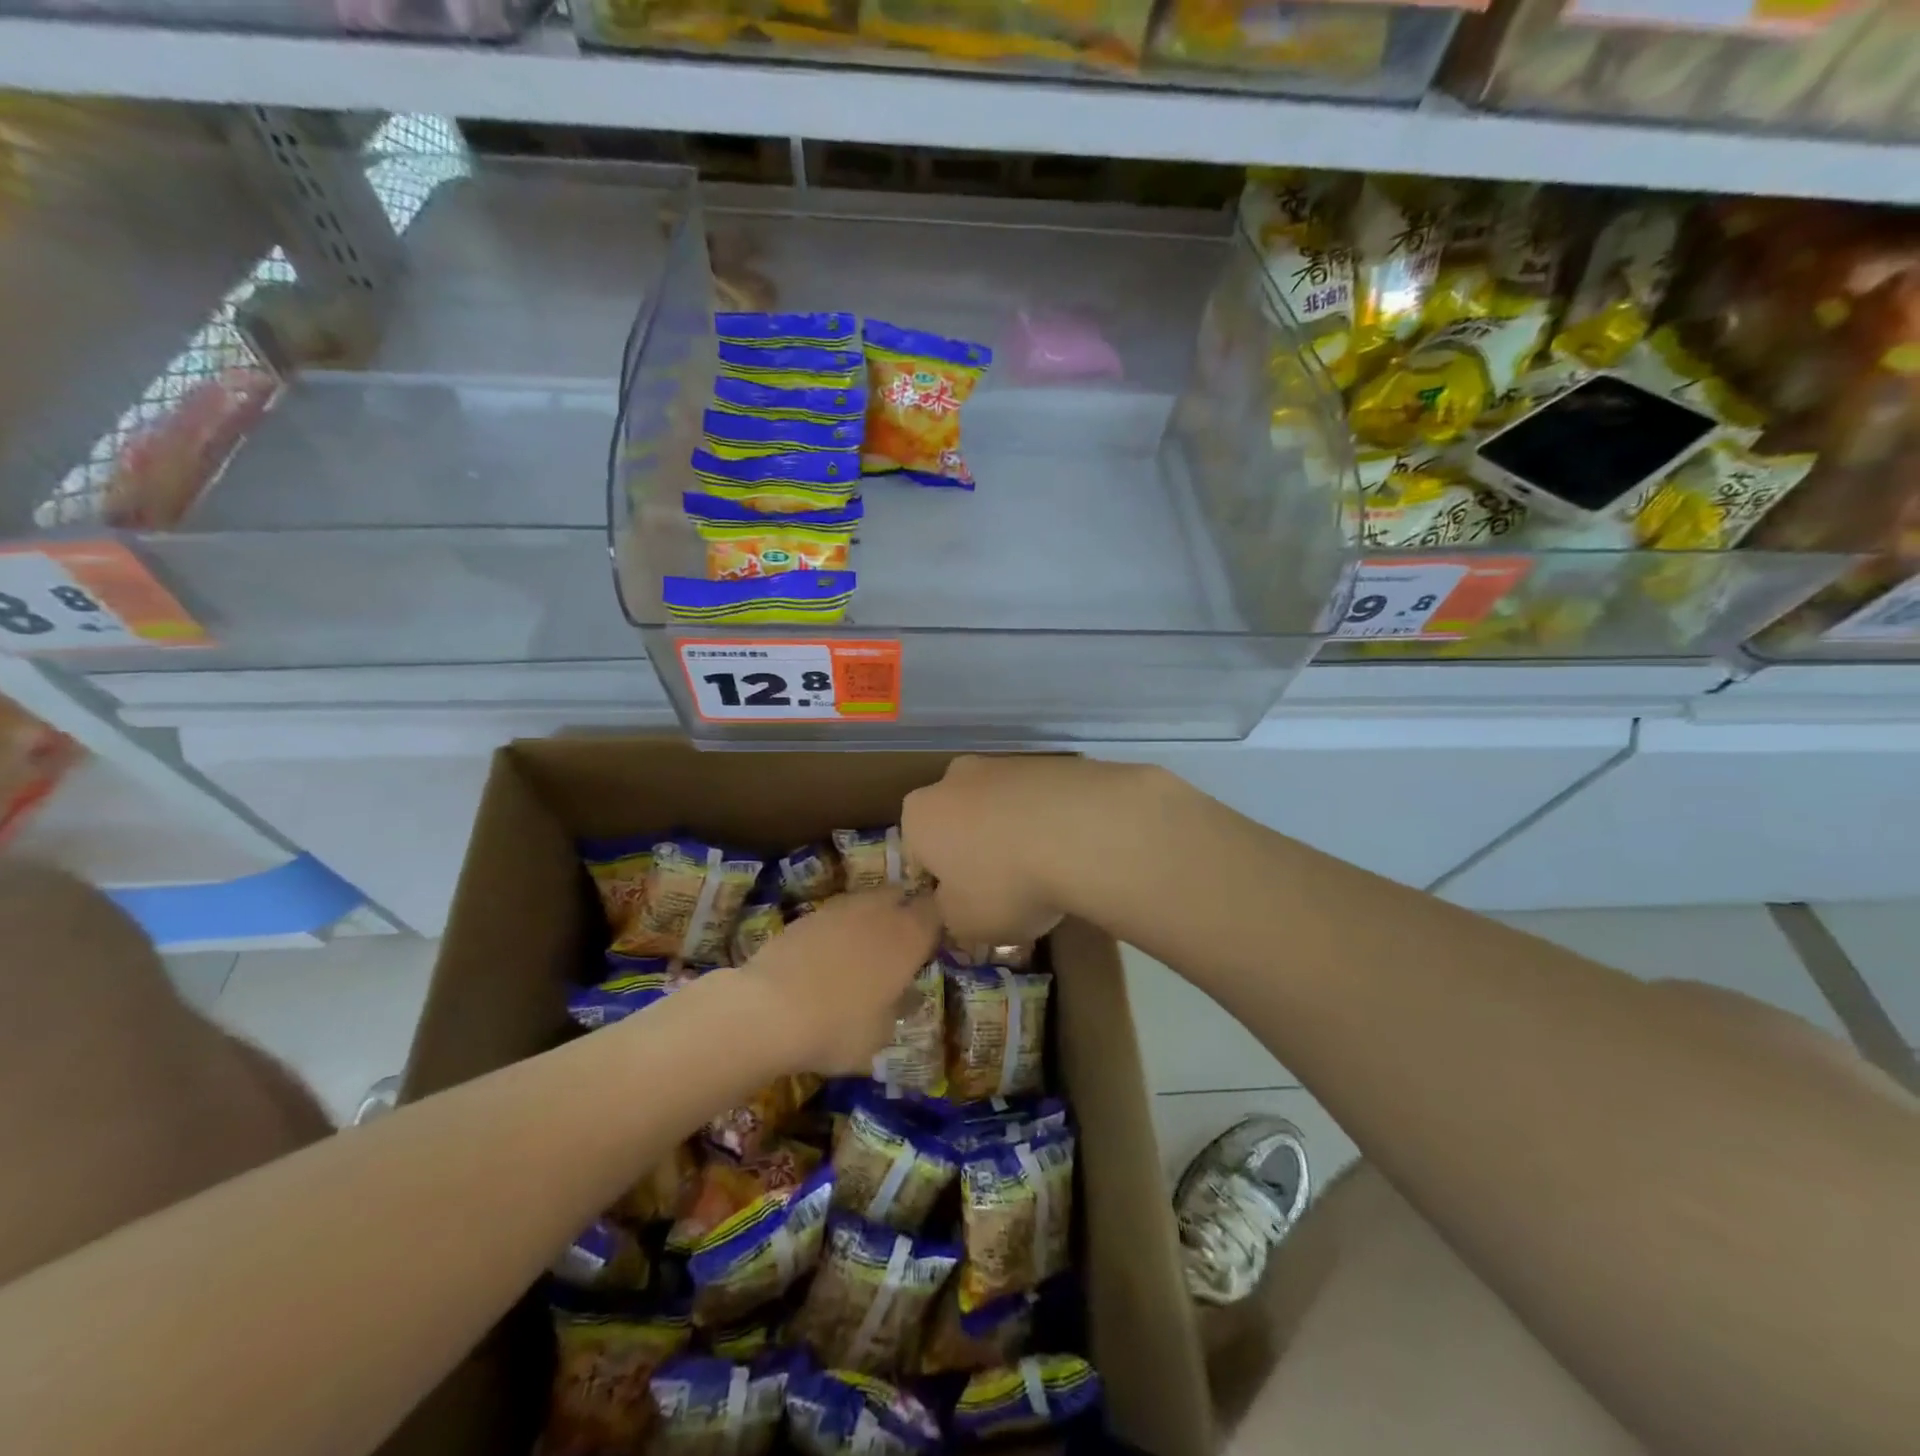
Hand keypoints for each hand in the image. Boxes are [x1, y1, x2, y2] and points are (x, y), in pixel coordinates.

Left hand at [735, 890, 941, 1075]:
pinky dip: (838, 928)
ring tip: (861, 948)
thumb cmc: (837, 1028)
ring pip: (866, 901)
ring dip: (870, 917)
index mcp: (908, 937)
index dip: (936, 922)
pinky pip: (835, 914)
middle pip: (900, 896)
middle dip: (902, 911)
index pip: (935, 912)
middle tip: (899, 941)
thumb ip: (898, 1008)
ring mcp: (841, 908)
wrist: (768, 1010)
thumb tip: (905, 995)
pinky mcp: (808, 914)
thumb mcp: (880, 1035)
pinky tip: (828, 954)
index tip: (932, 940)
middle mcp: (879, 912)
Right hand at [902, 755, 1160, 945]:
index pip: (918, 855)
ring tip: (1045, 871)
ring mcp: (1005, 763)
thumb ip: (949, 913)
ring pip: (999, 807)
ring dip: (1012, 833)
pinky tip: (1071, 848)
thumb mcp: (965, 923)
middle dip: (974, 850)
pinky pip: (1040, 800)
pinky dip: (1048, 820)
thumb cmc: (1006, 883)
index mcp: (920, 814)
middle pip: (957, 822)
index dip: (939, 886)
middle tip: (1004, 889)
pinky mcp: (1051, 761)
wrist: (1085, 832)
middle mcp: (955, 778)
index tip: (965, 907)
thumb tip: (954, 903)